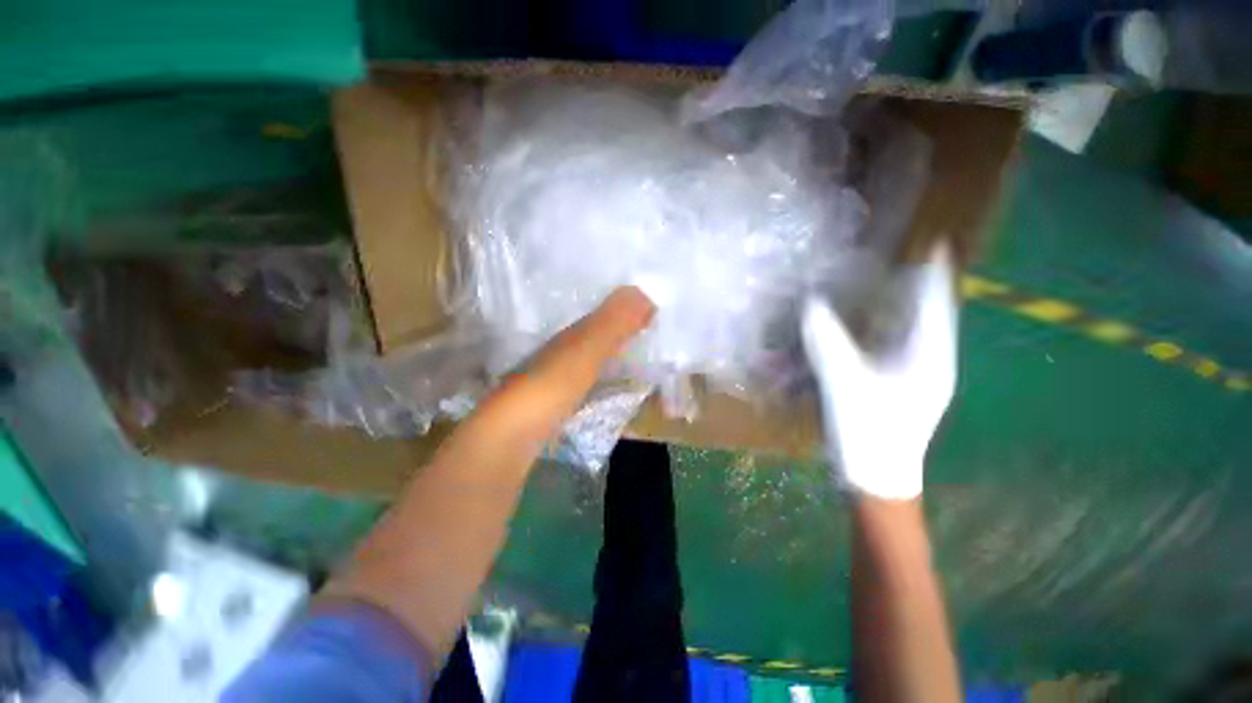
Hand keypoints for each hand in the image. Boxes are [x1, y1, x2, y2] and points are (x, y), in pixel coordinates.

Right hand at [801, 244, 957, 499]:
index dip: (933, 273)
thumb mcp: (844, 382)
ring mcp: (914, 376)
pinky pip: (893, 348)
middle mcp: (928, 362)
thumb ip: (827, 341)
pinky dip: (879, 333)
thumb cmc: (869, 432)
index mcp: (927, 357)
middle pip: (926, 314)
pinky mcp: (898, 386)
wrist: (875, 478)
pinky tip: (861, 328)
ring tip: (880, 288)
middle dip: (913, 288)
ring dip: (895, 310)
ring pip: (909, 331)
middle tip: (894, 263)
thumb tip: (810, 305)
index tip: (933, 243)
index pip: (935, 304)